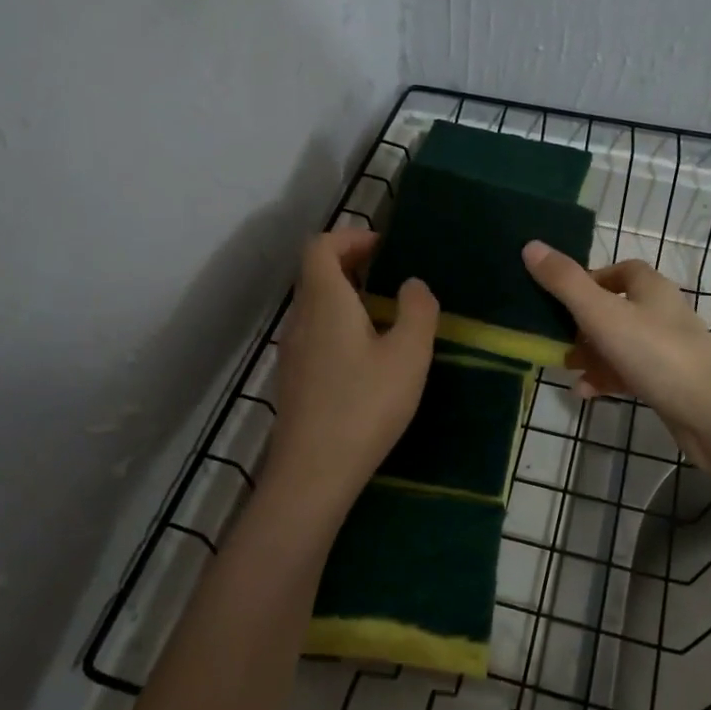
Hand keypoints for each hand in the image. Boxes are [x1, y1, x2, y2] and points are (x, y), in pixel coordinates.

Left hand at [263, 228, 438, 508]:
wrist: (314, 472)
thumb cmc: (365, 405)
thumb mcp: (409, 354)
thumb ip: (418, 310)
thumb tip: (411, 284)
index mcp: (325, 300)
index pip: (321, 246)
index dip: (351, 237)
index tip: (386, 248)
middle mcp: (301, 318)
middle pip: (316, 272)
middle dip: (352, 264)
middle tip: (392, 278)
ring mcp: (292, 350)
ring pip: (315, 304)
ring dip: (346, 296)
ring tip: (386, 315)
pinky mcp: (294, 378)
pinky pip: (315, 331)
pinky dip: (339, 324)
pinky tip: (368, 355)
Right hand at [521, 241, 710, 469]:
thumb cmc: (655, 352)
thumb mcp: (601, 313)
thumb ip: (565, 282)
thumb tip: (531, 246)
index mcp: (650, 288)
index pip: (620, 270)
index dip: (590, 279)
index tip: (561, 296)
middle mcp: (661, 312)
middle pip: (615, 308)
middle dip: (582, 323)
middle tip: (555, 337)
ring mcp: (667, 348)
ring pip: (619, 343)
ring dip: (590, 354)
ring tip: (565, 367)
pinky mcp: (668, 381)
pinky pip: (629, 372)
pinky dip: (606, 378)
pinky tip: (585, 392)